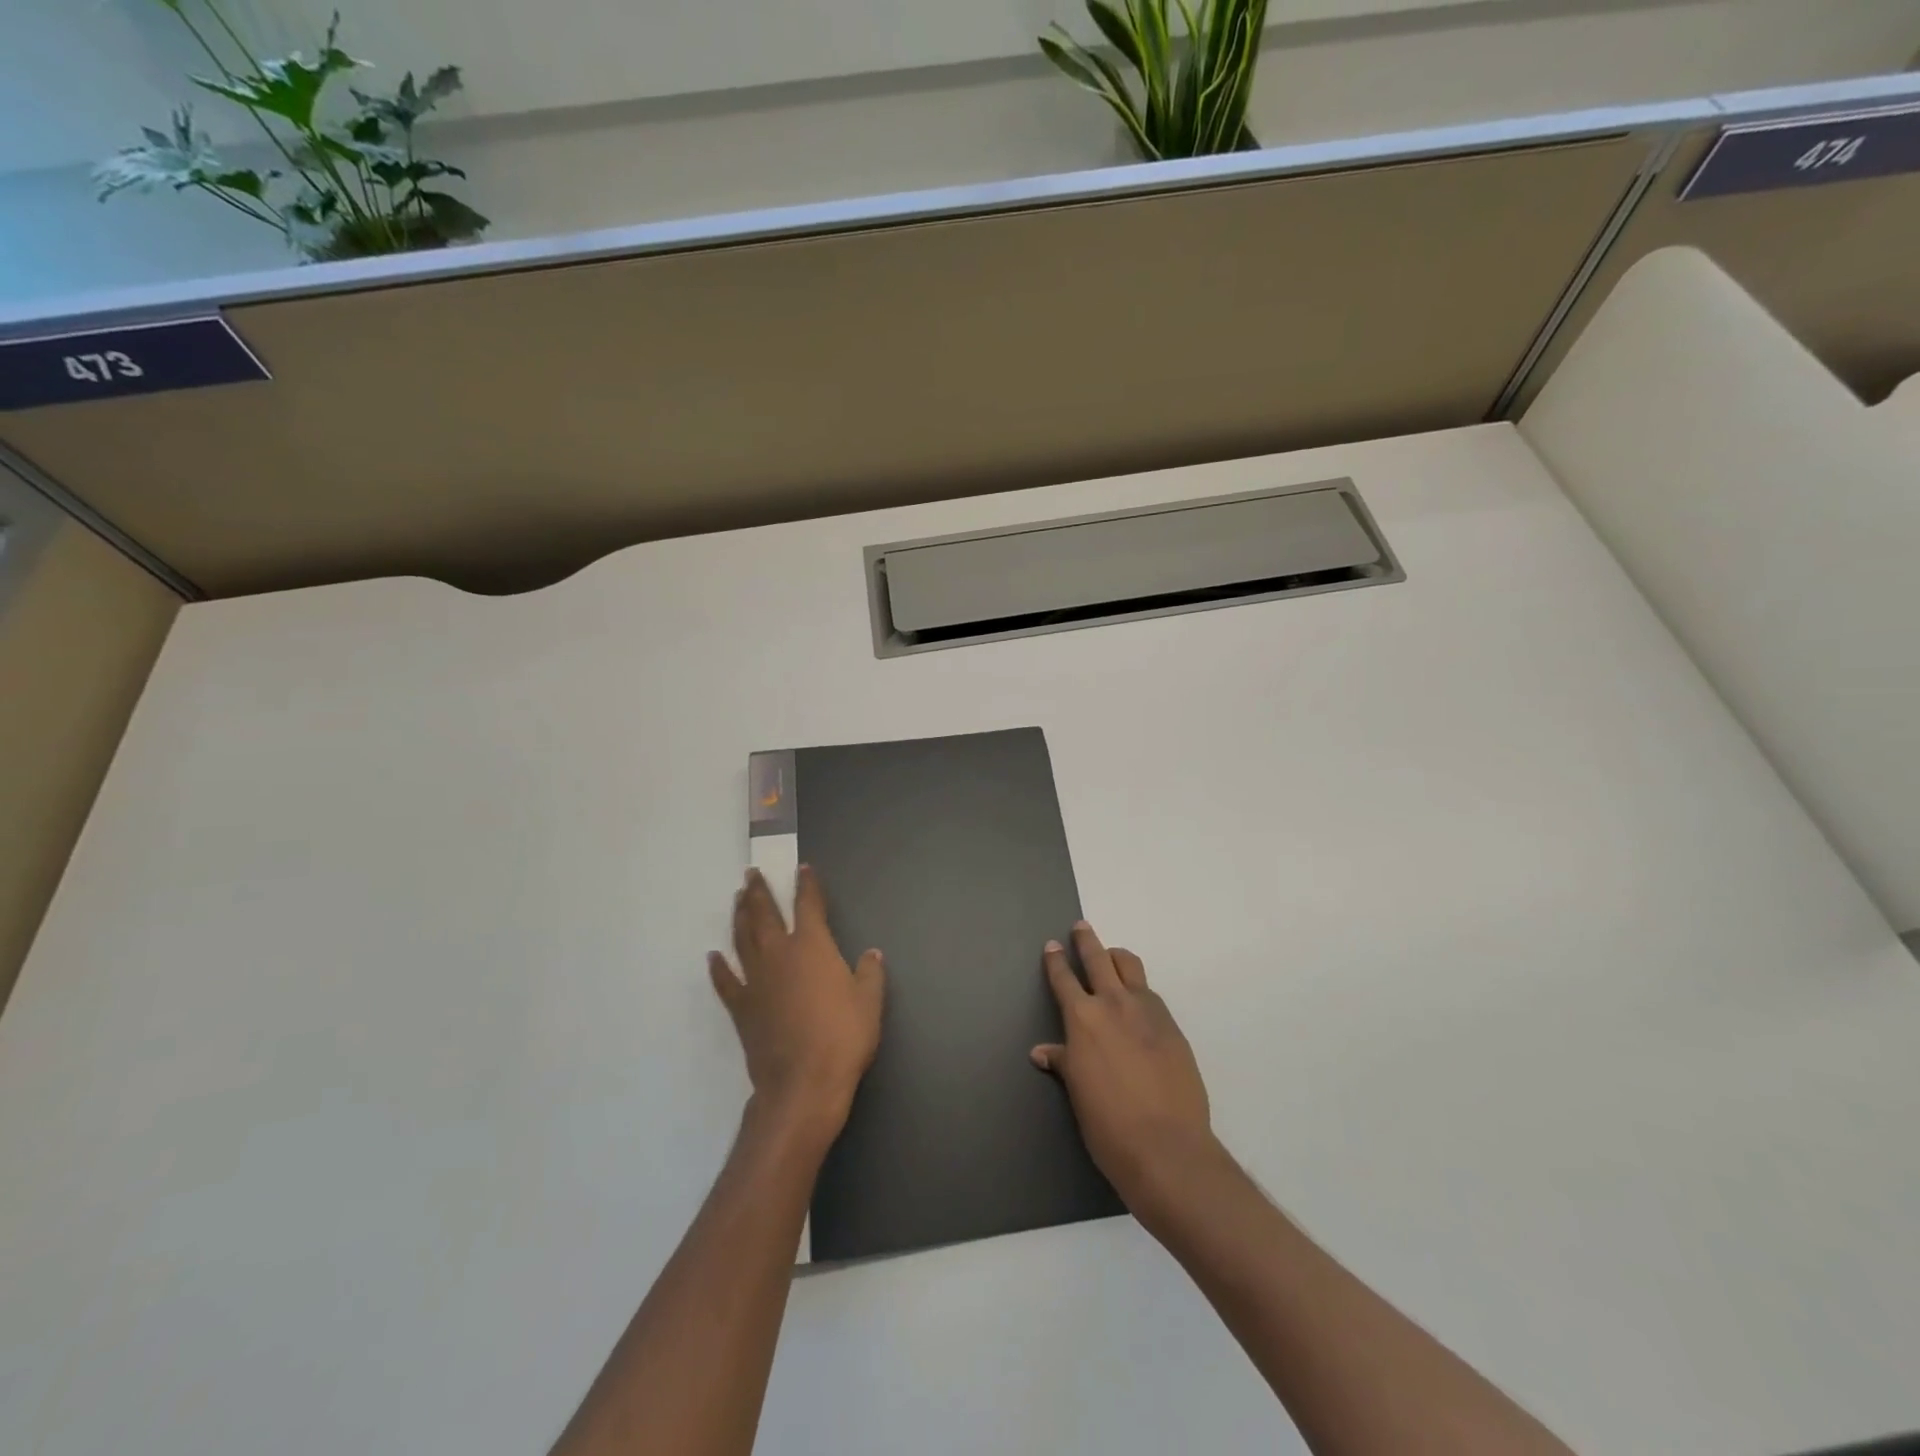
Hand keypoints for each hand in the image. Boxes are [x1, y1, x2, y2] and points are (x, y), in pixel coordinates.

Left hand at [708, 866, 885, 1133]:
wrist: (803, 1083)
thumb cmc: (843, 1037)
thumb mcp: (869, 1002)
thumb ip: (870, 973)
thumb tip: (871, 954)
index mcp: (812, 946)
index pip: (808, 904)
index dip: (806, 885)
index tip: (802, 869)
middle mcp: (779, 954)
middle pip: (764, 914)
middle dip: (759, 891)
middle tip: (751, 874)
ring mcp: (756, 981)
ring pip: (742, 939)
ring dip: (739, 916)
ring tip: (737, 899)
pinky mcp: (741, 1008)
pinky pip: (726, 982)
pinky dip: (718, 968)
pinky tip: (713, 957)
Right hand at [1033, 922, 1213, 1205]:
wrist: (1167, 1147)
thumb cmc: (1108, 1125)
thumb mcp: (1078, 1092)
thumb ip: (1063, 1062)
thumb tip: (1043, 1051)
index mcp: (1083, 1019)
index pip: (1065, 979)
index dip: (1056, 961)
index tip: (1053, 946)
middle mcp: (1114, 1004)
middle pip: (1099, 959)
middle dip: (1087, 941)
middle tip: (1081, 927)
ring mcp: (1148, 1012)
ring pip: (1131, 966)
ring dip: (1117, 957)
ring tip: (1112, 957)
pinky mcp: (1172, 1026)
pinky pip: (1151, 994)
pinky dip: (1139, 990)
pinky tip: (1138, 1004)